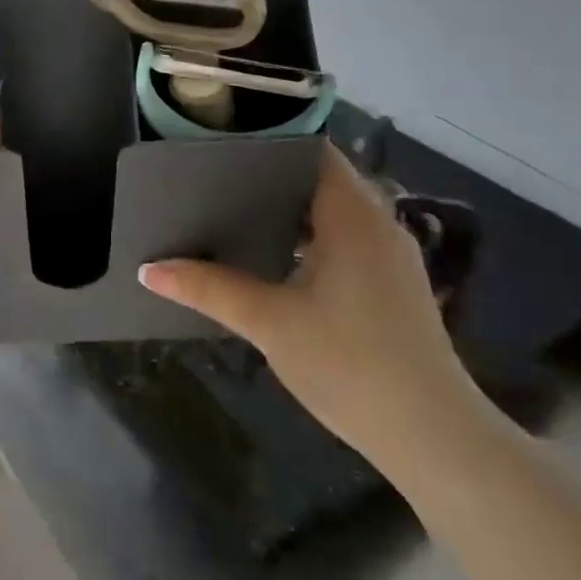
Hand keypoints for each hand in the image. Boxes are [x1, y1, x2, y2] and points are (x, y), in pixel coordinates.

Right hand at [138, 141, 488, 472]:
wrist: (432, 436)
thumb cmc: (349, 363)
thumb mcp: (269, 322)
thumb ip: (208, 288)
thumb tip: (148, 269)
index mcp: (354, 216)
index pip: (314, 152)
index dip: (270, 143)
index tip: (222, 146)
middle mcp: (379, 224)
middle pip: (321, 181)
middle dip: (270, 180)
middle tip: (213, 181)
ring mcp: (390, 257)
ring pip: (333, 215)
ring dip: (289, 213)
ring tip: (232, 214)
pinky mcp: (392, 287)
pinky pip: (345, 242)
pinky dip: (309, 239)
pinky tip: (272, 261)